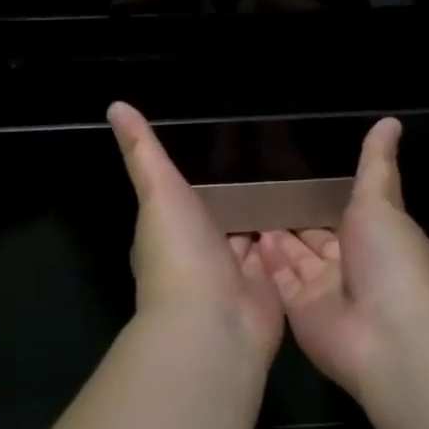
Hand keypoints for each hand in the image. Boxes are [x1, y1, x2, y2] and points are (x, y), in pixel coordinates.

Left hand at [109, 103, 284, 370]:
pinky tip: (312, 212)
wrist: (215, 322)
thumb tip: (116, 106)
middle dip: (241, 194)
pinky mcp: (268, 287)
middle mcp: (201, 253)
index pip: (183, 198)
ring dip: (268, 215)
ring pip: (253, 235)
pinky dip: (292, 238)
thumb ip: (143, 151)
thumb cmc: (179, 253)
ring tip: (298, 176)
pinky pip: (282, 255)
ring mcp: (236, 273)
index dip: (199, 177)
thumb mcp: (157, 191)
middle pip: (223, 216)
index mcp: (169, 231)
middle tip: (272, 155)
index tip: (224, 146)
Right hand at [262, 118, 428, 406]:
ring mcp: (321, 290)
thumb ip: (376, 164)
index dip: (314, 197)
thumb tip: (390, 120)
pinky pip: (278, 282)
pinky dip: (264, 263)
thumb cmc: (389, 261)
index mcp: (371, 235)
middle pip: (312, 237)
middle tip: (252, 191)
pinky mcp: (299, 312)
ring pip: (293, 259)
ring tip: (239, 209)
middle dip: (288, 218)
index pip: (338, 212)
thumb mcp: (381, 202)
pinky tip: (243, 239)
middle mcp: (346, 263)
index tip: (284, 174)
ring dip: (272, 238)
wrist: (388, 335)